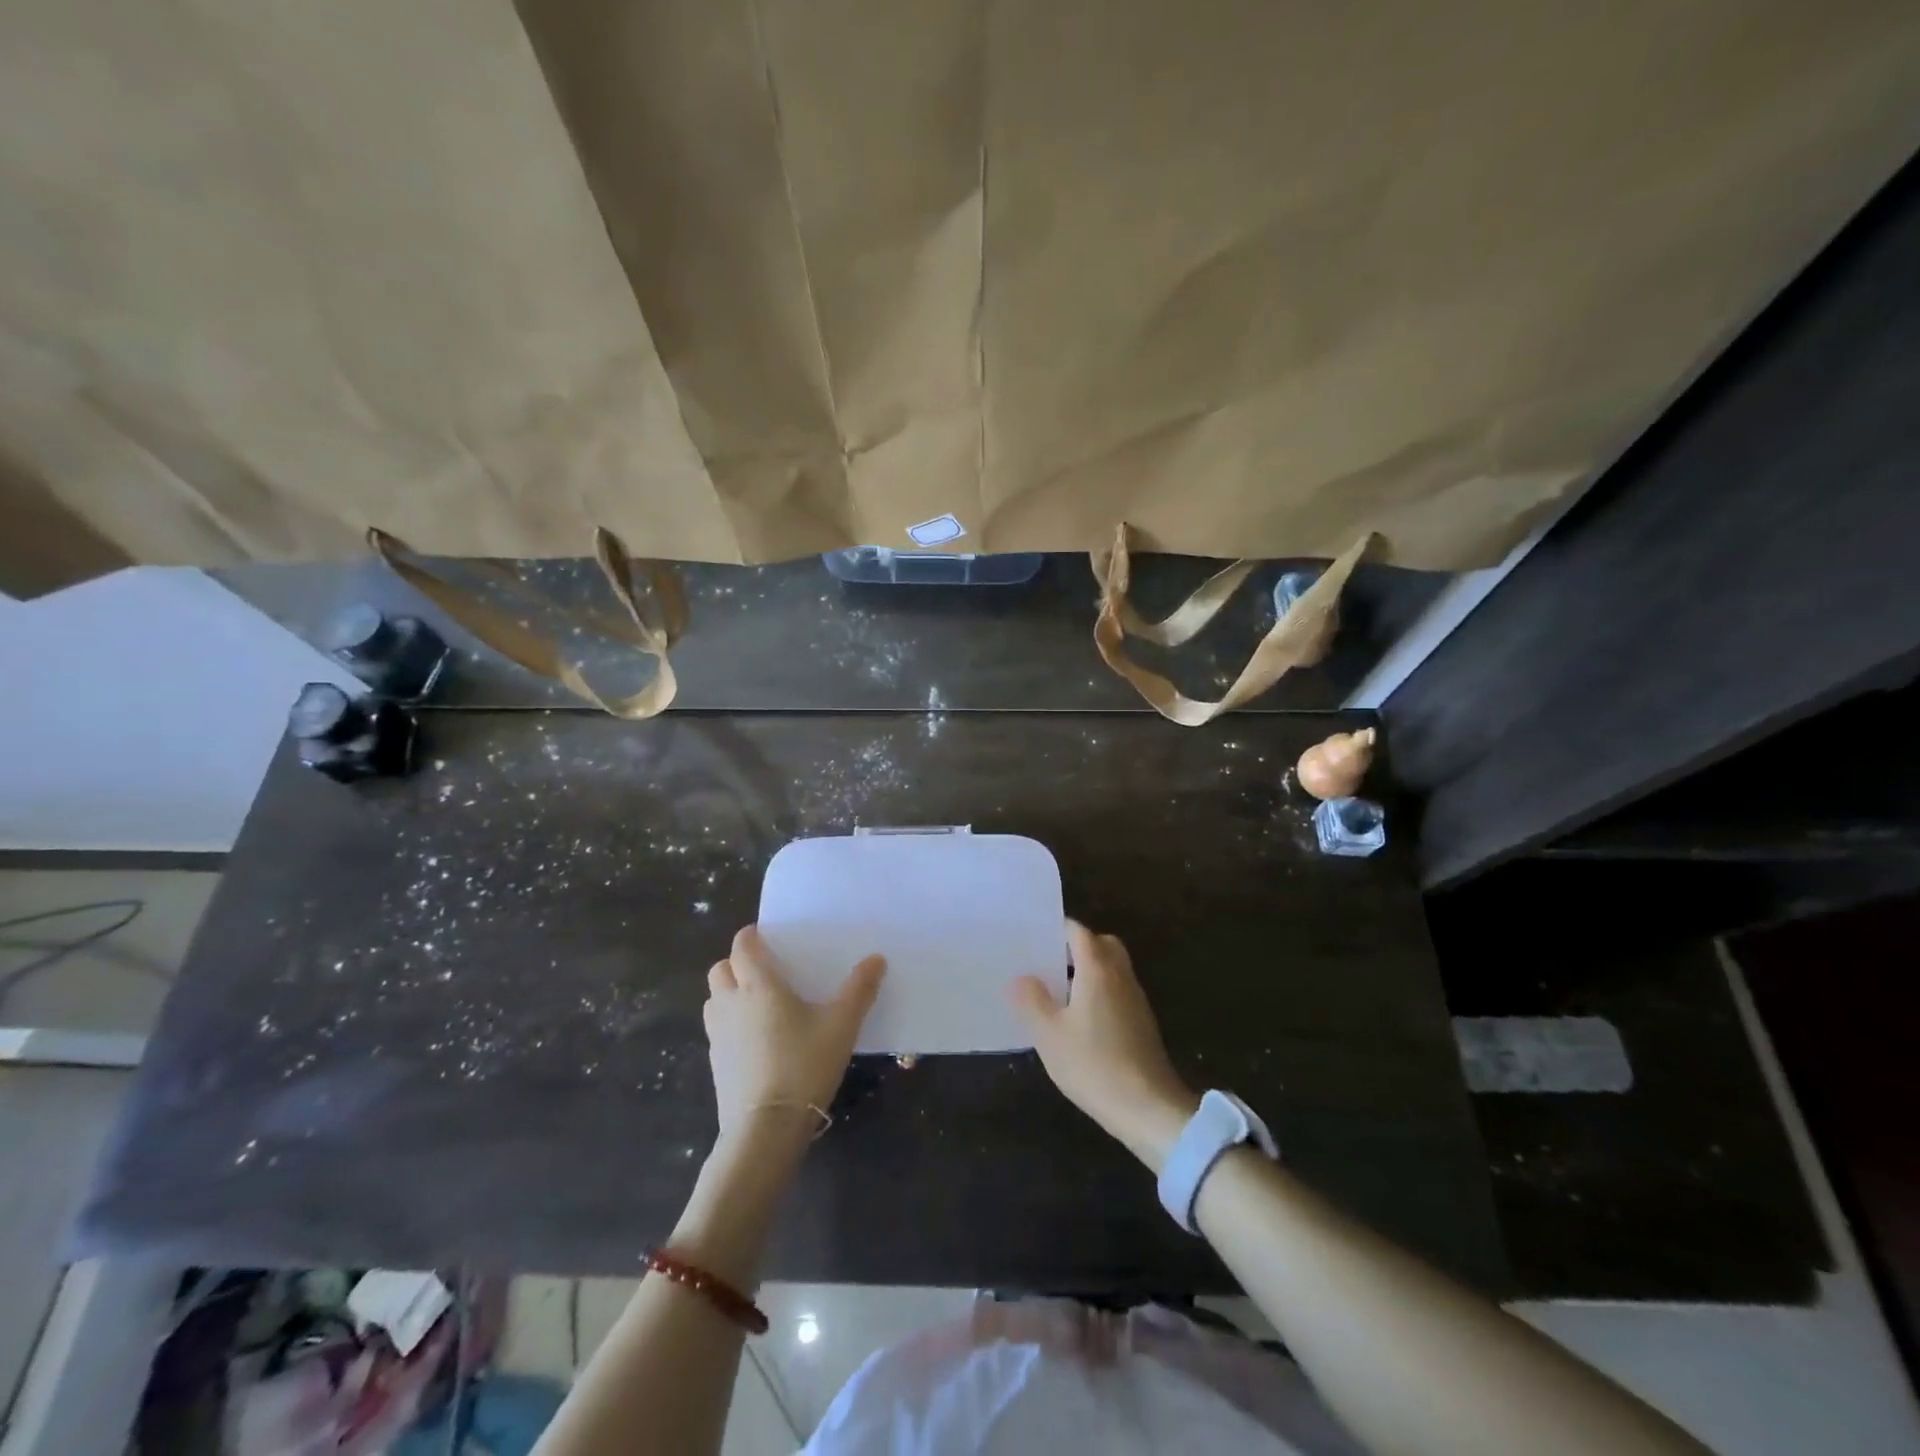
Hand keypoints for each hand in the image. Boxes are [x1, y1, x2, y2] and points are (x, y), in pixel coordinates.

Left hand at [703, 926, 884, 1144]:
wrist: (766, 1128)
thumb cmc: (804, 1065)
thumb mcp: (841, 1026)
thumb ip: (859, 990)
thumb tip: (877, 959)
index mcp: (758, 986)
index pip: (742, 946)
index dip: (751, 936)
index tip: (767, 936)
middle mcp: (731, 1004)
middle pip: (720, 970)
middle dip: (736, 963)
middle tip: (765, 970)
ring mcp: (718, 1036)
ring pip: (714, 1000)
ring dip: (729, 993)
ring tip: (758, 1003)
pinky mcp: (715, 1064)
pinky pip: (717, 1030)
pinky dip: (730, 1024)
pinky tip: (756, 1040)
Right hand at [1011, 922, 1198, 1172]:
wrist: (1148, 1107)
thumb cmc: (1093, 1064)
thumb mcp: (1049, 1035)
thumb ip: (1032, 1000)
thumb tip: (1021, 978)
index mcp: (1097, 969)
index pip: (1079, 932)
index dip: (1058, 929)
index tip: (1035, 936)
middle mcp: (1120, 975)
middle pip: (1102, 944)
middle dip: (1077, 946)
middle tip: (1049, 961)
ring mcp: (1135, 999)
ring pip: (1113, 968)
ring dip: (1089, 970)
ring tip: (1059, 990)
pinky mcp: (1142, 1022)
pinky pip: (1118, 991)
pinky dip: (1100, 991)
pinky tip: (1081, 1019)